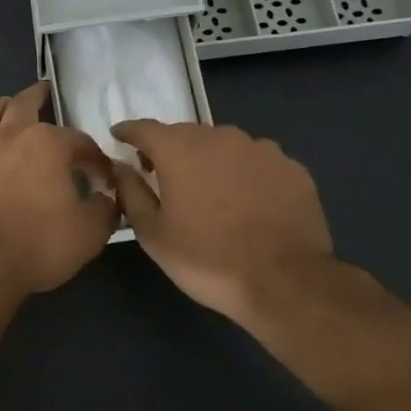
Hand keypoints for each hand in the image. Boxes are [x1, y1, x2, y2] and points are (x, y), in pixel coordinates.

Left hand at [0, 82, 119, 296]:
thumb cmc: (40, 242)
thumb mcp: (90, 232)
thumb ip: (104, 210)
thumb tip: (107, 199)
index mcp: (46, 144)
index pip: (79, 141)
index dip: (95, 158)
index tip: (104, 177)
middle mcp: (9, 139)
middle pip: (22, 105)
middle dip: (36, 95)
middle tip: (43, 89)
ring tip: (4, 105)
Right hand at [108, 120, 335, 329]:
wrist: (286, 283)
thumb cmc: (207, 258)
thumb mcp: (153, 234)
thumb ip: (131, 193)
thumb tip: (121, 167)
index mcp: (178, 148)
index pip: (143, 127)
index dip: (128, 132)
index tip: (118, 137)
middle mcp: (218, 137)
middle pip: (184, 134)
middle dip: (169, 150)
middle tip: (161, 174)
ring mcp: (260, 149)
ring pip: (223, 146)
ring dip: (209, 160)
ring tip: (209, 190)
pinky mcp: (291, 168)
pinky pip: (257, 162)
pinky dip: (245, 174)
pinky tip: (248, 201)